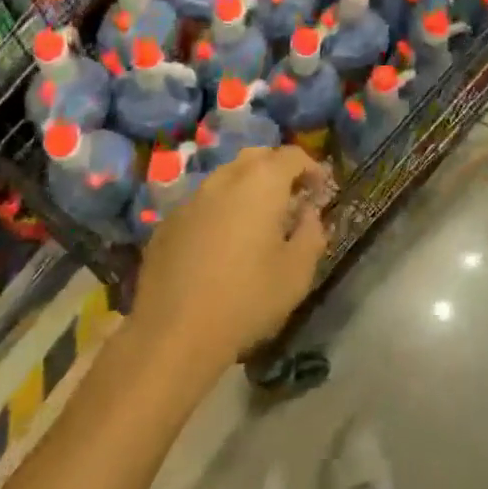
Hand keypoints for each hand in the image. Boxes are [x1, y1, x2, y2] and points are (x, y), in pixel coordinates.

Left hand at [130, 147, 330, 381]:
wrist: (173, 334)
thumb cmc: (247, 299)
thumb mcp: (298, 272)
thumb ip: (311, 232)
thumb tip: (308, 212)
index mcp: (261, 182)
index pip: (291, 155)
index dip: (311, 168)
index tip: (321, 191)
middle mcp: (224, 179)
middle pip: (256, 157)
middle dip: (278, 170)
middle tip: (291, 199)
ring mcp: (190, 199)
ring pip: (225, 178)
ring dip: (246, 189)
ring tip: (257, 221)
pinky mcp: (166, 223)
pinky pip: (202, 203)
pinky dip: (219, 210)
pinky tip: (221, 244)